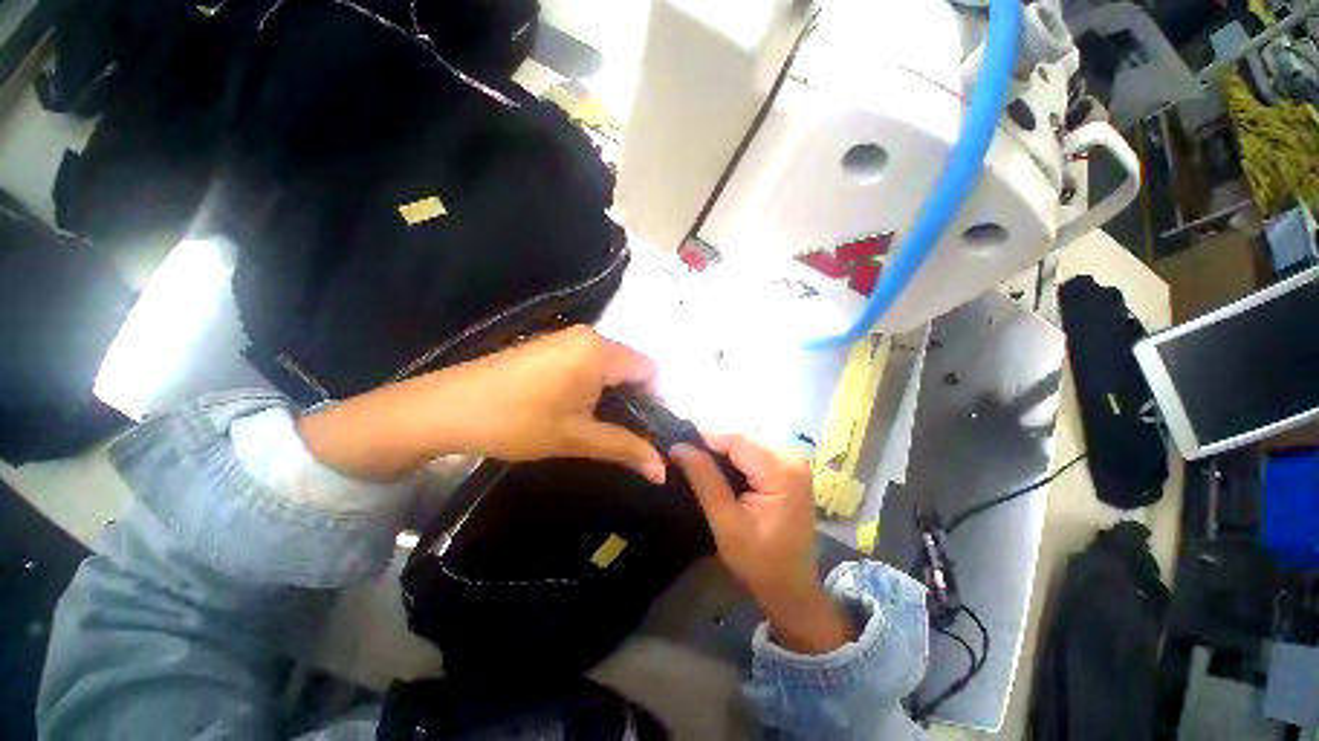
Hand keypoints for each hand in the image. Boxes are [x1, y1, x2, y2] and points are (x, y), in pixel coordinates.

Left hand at [298, 327, 665, 482]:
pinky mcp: (551, 346)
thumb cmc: (517, 421)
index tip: (653, 431)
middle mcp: (589, 336)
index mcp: (601, 350)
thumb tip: (663, 472)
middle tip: (631, 435)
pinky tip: (580, 409)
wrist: (445, 408)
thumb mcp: (577, 437)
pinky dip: (595, 386)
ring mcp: (567, 338)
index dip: (657, 402)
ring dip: (615, 395)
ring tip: (605, 426)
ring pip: (611, 365)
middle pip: (632, 366)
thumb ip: (626, 449)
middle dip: (637, 400)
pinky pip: (589, 362)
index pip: (651, 370)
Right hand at [671, 435, 851, 653]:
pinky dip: (734, 458)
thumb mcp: (726, 522)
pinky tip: (719, 471)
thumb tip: (678, 446)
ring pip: (746, 442)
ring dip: (721, 451)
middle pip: (742, 438)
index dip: (703, 439)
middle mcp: (792, 457)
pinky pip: (755, 452)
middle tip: (684, 458)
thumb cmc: (759, 562)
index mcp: (781, 469)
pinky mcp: (789, 468)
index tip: (676, 448)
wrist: (792, 588)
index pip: (735, 439)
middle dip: (712, 445)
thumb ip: (704, 479)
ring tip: (697, 464)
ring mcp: (793, 461)